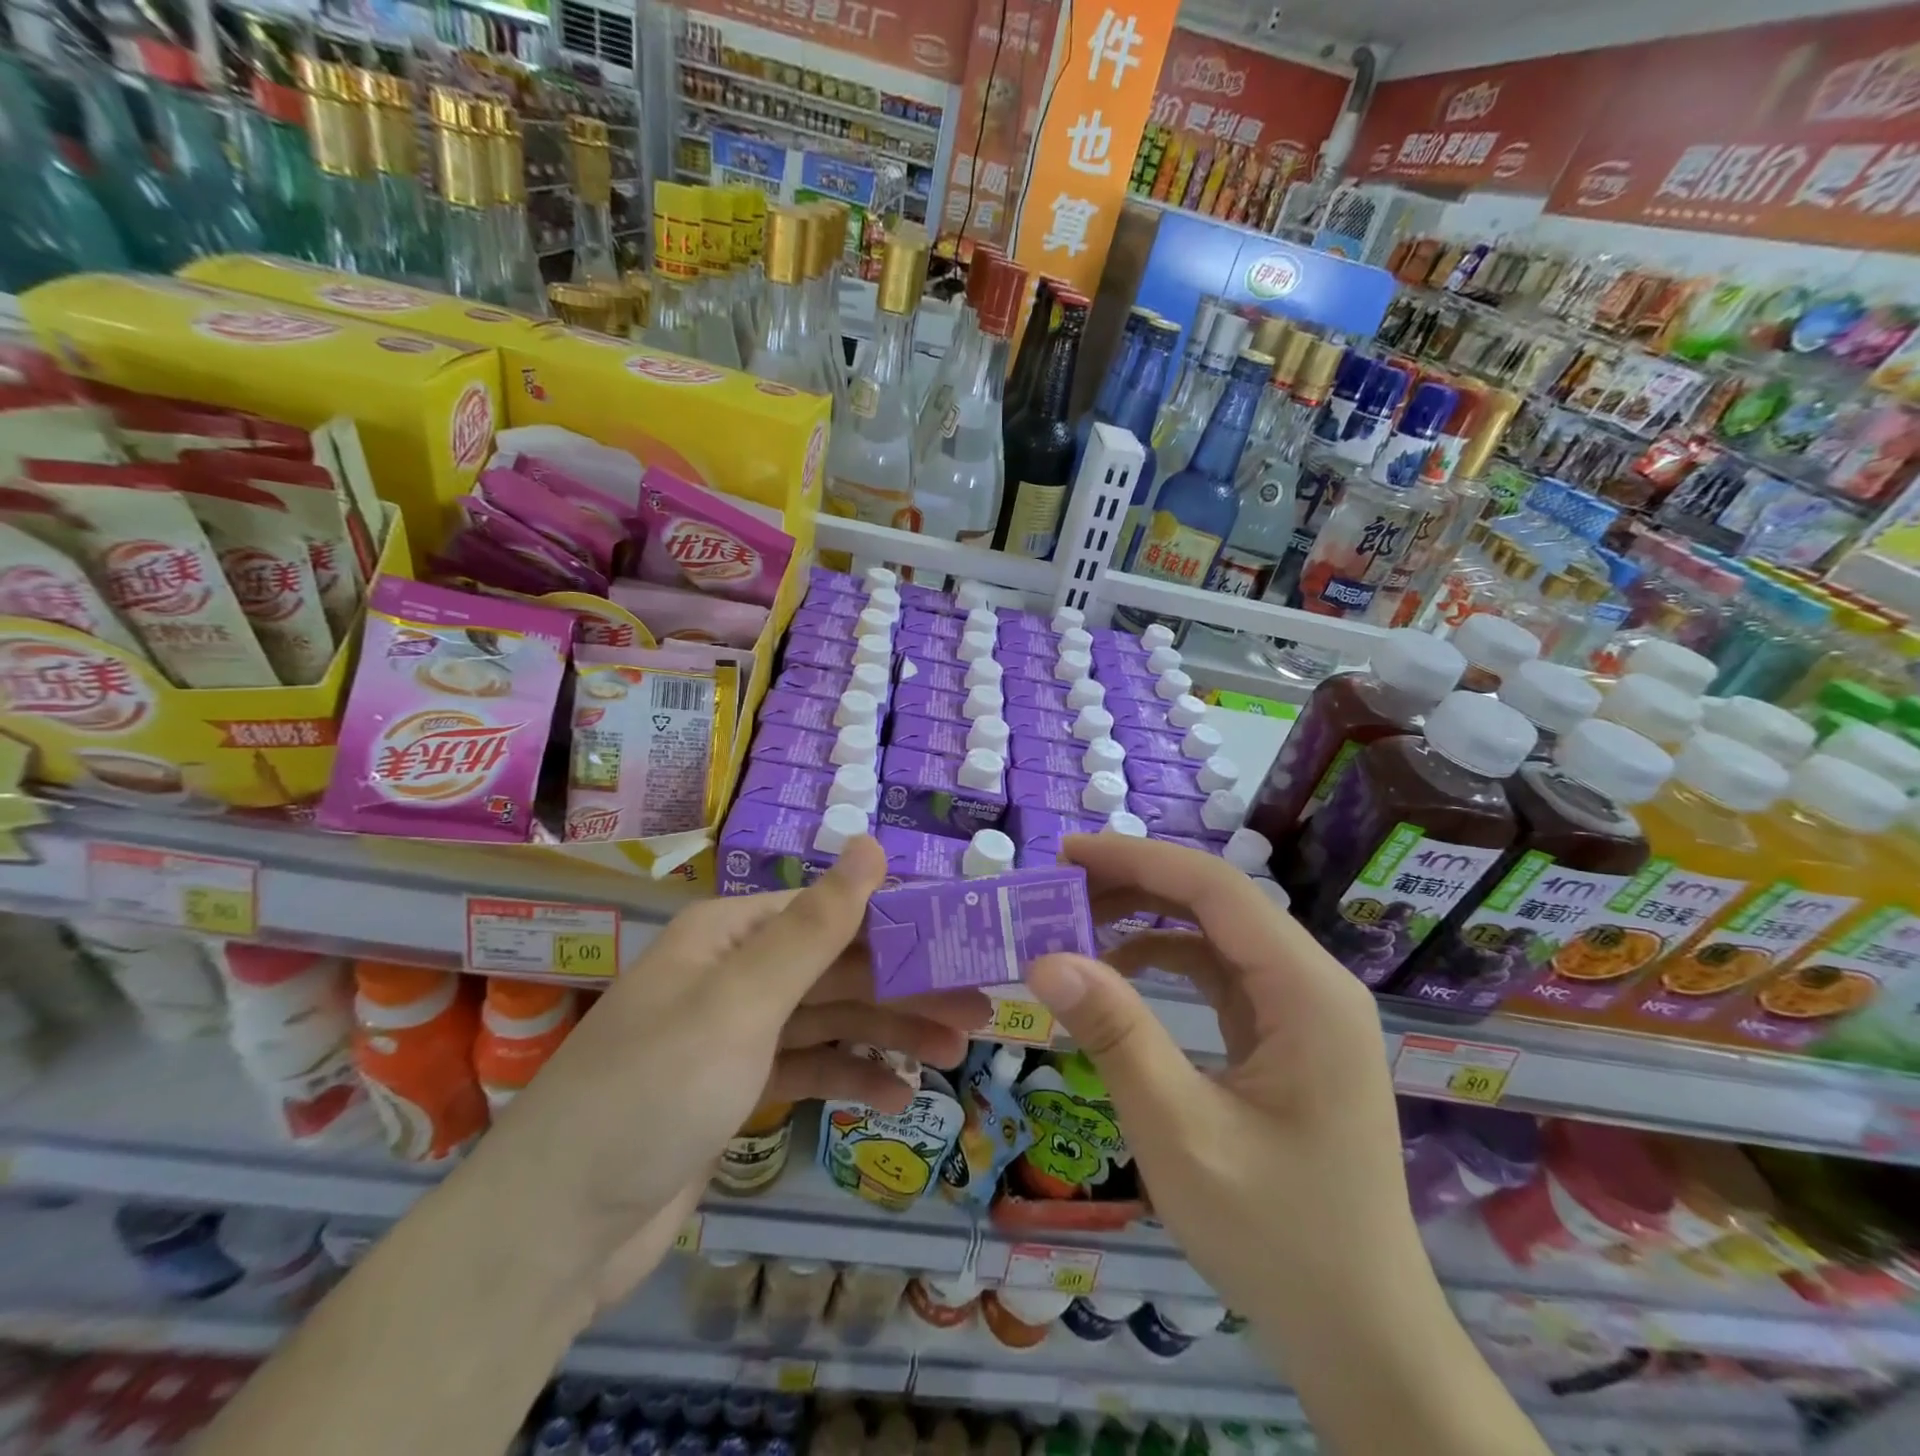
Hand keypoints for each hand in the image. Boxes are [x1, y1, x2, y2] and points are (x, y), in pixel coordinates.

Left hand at [458, 836, 987, 1310]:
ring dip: (891, 1034)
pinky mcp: (737, 1088)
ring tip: (956, 1053)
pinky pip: (809, 1067)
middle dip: (908, 988)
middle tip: (980, 1008)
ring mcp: (737, 1033)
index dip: (901, 924)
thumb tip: (870, 842)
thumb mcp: (741, 1003)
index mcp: (733, 934)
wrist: (556, 1230)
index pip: (834, 912)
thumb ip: (815, 927)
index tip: (964, 941)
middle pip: (839, 968)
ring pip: (831, 1019)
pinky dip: (851, 1076)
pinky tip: (895, 1094)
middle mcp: (737, 972)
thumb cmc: (654, 1093)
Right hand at [1024, 835, 1417, 1339]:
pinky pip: (1220, 973)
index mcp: (1307, 992)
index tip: (1066, 854)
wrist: (1359, 1335)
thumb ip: (1116, 1035)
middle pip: (1216, 902)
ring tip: (1078, 922)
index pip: (1215, 889)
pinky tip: (1120, 971)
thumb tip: (1046, 959)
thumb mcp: (1180, 1133)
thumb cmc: (1276, 1237)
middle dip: (1136, 884)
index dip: (1137, 859)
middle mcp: (1313, 984)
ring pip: (1215, 933)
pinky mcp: (1286, 1036)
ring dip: (1147, 918)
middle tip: (1060, 887)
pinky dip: (1165, 959)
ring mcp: (1303, 1010)